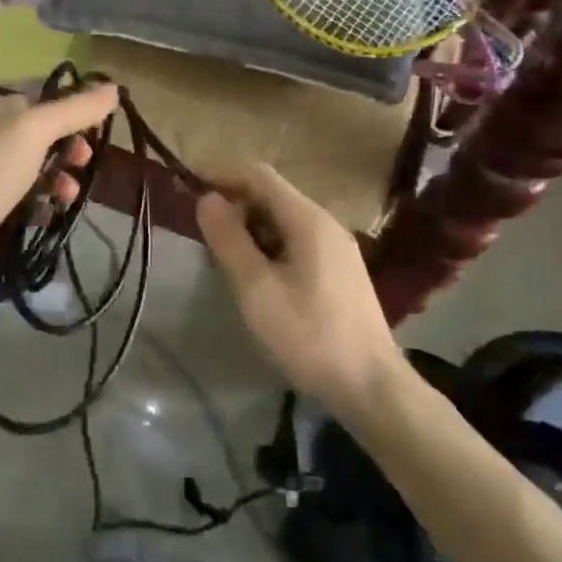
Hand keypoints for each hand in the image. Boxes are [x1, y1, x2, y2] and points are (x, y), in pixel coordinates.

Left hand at [0, 83, 119, 282]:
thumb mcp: (36, 129)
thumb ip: (76, 109)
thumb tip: (113, 87)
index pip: (44, 101)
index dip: (73, 111)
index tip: (97, 128)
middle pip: (44, 137)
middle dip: (70, 148)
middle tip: (85, 162)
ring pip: (38, 170)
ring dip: (60, 180)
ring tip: (69, 195)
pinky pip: (27, 200)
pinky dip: (44, 205)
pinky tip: (51, 213)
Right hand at [196, 163, 402, 419]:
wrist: (372, 387)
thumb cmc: (309, 335)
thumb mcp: (257, 289)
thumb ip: (229, 240)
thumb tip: (207, 199)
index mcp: (307, 219)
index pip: (258, 175)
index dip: (222, 174)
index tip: (189, 185)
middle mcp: (326, 223)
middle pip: (272, 195)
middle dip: (234, 204)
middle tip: (203, 232)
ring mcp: (337, 247)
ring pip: (283, 220)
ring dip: (250, 228)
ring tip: (224, 256)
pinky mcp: (340, 270)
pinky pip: (297, 240)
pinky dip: (269, 245)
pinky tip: (257, 276)